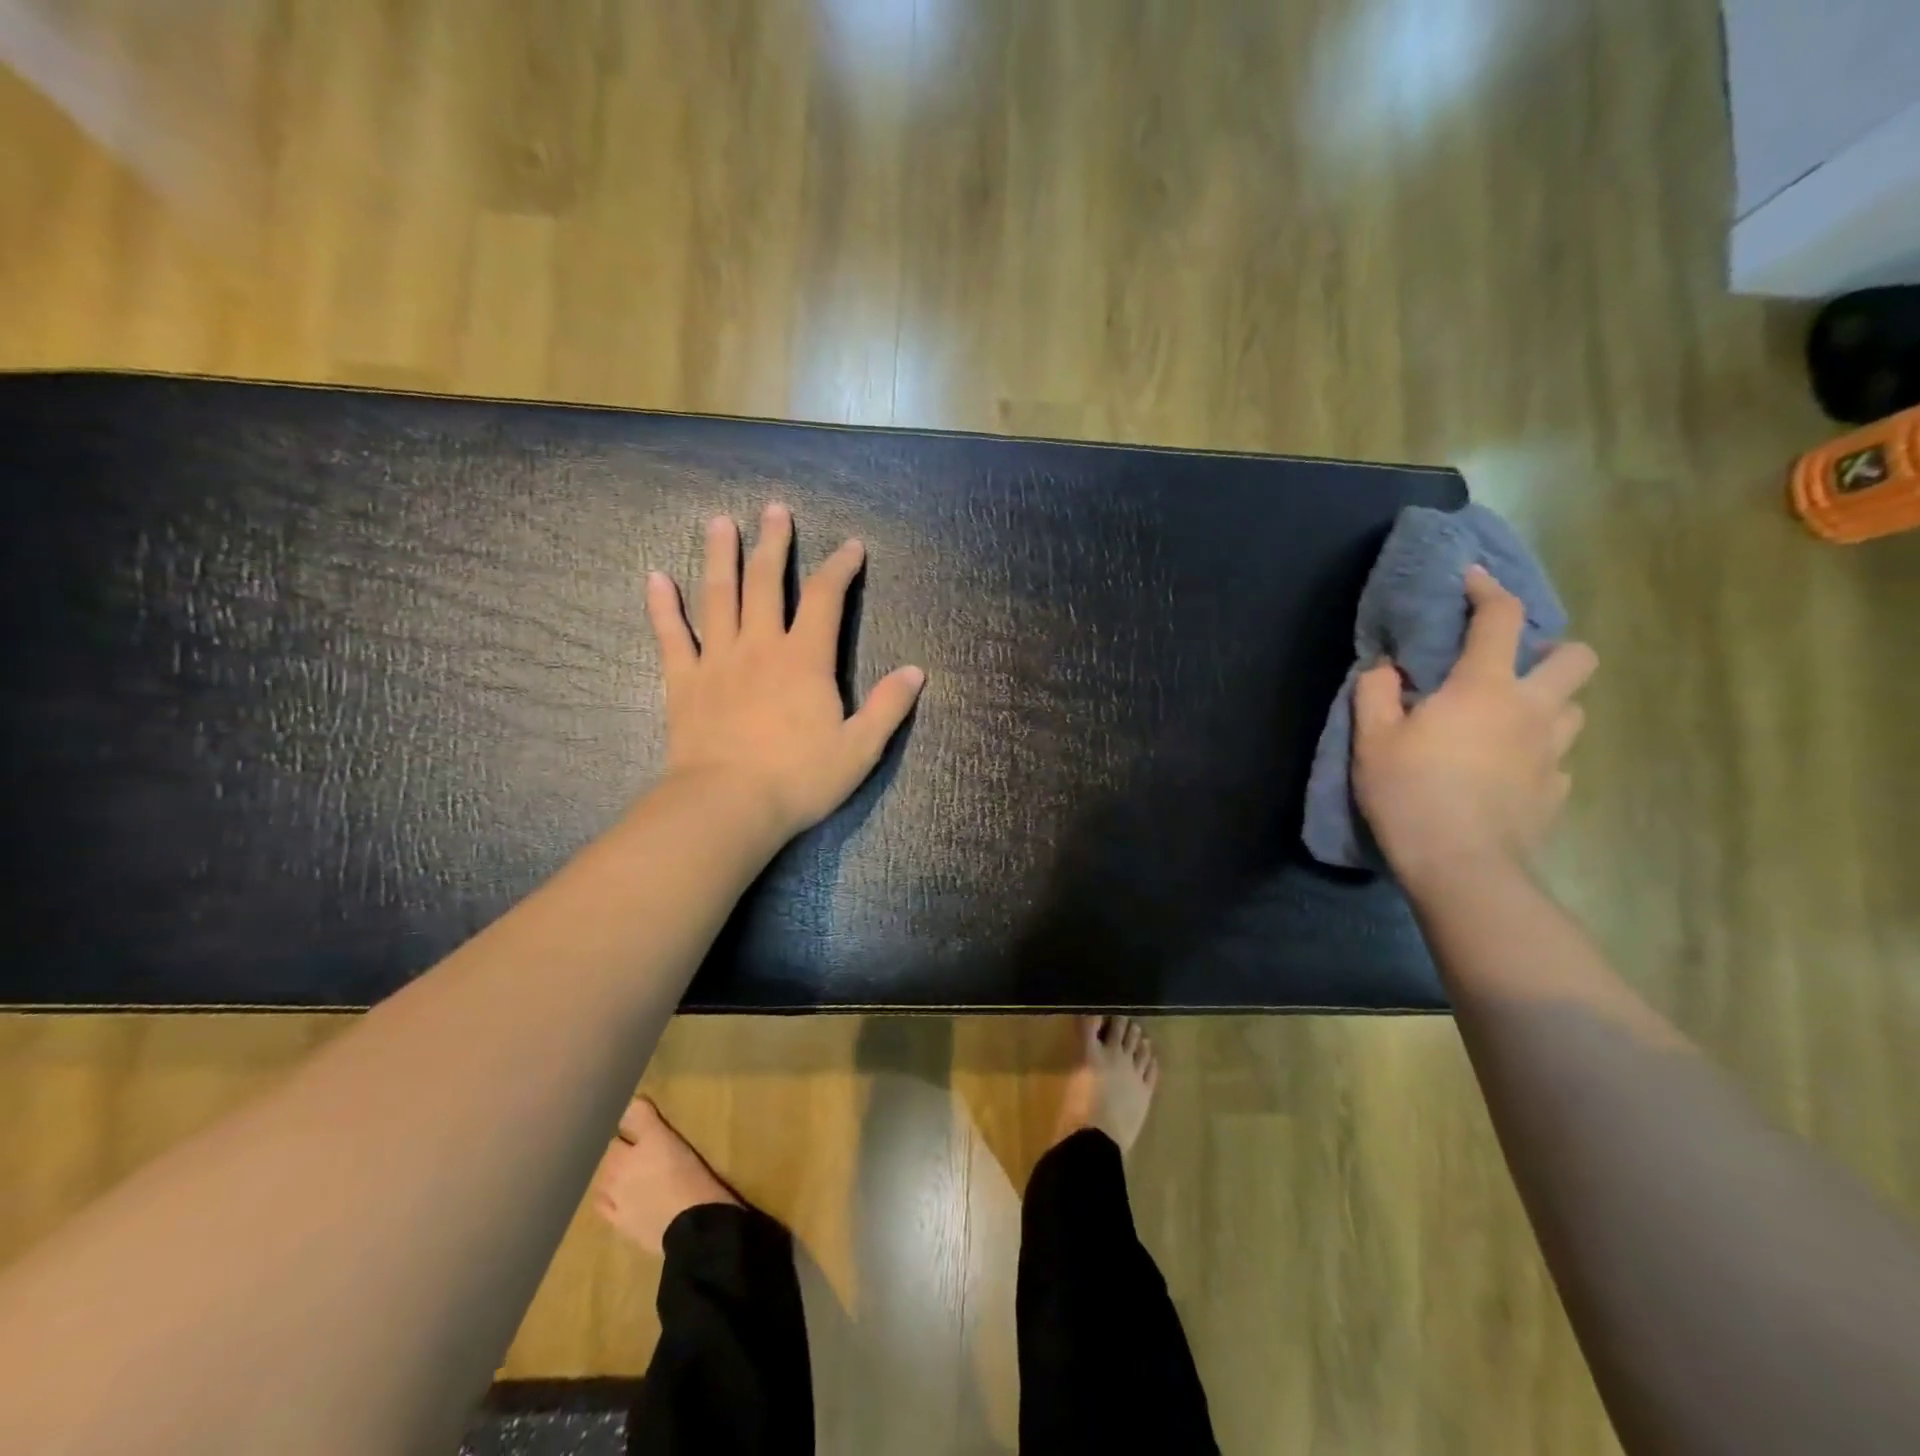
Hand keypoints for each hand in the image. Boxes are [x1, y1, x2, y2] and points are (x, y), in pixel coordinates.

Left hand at [645, 503, 925, 841]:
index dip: (840, 568)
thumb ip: (888, 707)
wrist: (728, 806)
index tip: (851, 546)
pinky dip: (663, 606)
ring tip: (719, 522)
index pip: (827, 599)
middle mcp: (760, 646)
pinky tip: (656, 578)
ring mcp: (717, 660)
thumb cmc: (799, 779)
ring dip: (721, 557)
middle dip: (774, 544)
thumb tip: (917, 672)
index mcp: (805, 660)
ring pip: (719, 597)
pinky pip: (671, 636)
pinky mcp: (683, 681)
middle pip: (767, 583)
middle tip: (774, 510)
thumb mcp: (859, 748)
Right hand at [1353, 565, 1596, 886]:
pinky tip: (1505, 771)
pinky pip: (1557, 759)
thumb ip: (1375, 693)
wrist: (1461, 865)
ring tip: (1506, 720)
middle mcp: (1531, 710)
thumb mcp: (1372, 739)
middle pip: (1575, 657)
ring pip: (1573, 708)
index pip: (1500, 618)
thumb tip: (1385, 667)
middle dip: (1551, 649)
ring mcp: (1552, 752)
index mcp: (1483, 688)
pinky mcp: (1557, 791)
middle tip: (1512, 665)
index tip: (1473, 579)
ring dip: (1546, 703)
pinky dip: (1535, 754)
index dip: (1488, 590)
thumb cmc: (1410, 793)